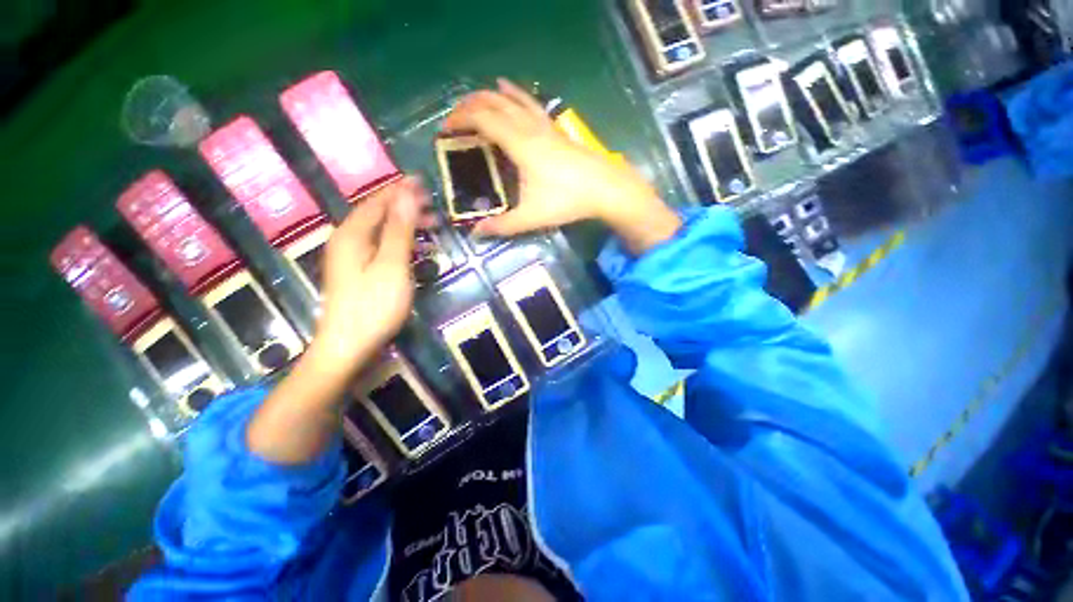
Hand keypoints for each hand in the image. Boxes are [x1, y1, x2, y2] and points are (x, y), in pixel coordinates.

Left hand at [308, 177, 429, 378]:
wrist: (348, 346)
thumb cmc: (374, 305)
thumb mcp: (392, 265)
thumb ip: (399, 229)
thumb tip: (407, 194)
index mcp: (352, 234)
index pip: (378, 201)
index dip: (401, 190)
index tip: (423, 182)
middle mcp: (346, 240)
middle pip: (377, 213)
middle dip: (404, 206)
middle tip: (433, 207)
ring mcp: (350, 257)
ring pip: (378, 230)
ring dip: (403, 223)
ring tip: (429, 224)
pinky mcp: (357, 272)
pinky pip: (379, 245)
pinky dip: (397, 239)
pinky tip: (411, 246)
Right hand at [443, 79, 680, 254]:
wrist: (605, 188)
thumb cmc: (567, 200)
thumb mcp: (531, 216)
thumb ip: (502, 225)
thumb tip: (476, 233)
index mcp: (519, 143)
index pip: (481, 119)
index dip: (459, 120)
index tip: (444, 130)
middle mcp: (529, 127)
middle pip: (493, 102)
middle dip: (468, 105)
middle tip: (453, 119)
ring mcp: (544, 125)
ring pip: (511, 99)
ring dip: (488, 96)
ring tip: (473, 101)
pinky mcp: (555, 129)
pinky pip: (529, 104)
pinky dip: (514, 95)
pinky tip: (510, 91)